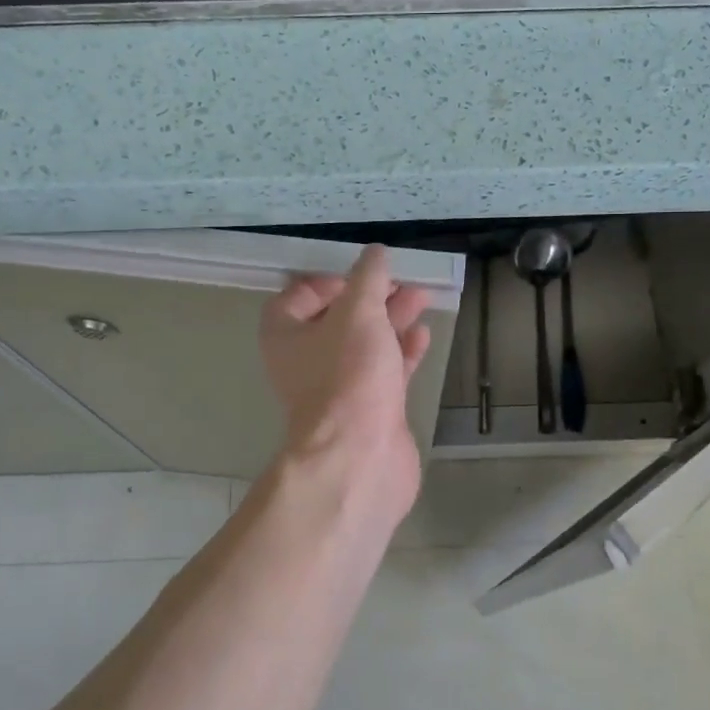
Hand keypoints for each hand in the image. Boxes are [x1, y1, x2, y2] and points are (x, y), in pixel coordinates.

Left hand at [260, 245, 432, 524]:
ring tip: (422, 296)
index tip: (362, 273)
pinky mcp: (369, 407)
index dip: (329, 279)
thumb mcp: (358, 313)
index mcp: (286, 334)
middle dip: (371, 296)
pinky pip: (385, 370)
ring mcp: (339, 386)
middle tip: (401, 279)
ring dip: (391, 319)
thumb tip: (375, 252)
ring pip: (365, 342)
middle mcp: (307, 359)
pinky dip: (402, 350)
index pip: (298, 295)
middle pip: (338, 317)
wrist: (359, 456)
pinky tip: (423, 333)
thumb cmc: (348, 375)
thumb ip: (368, 279)